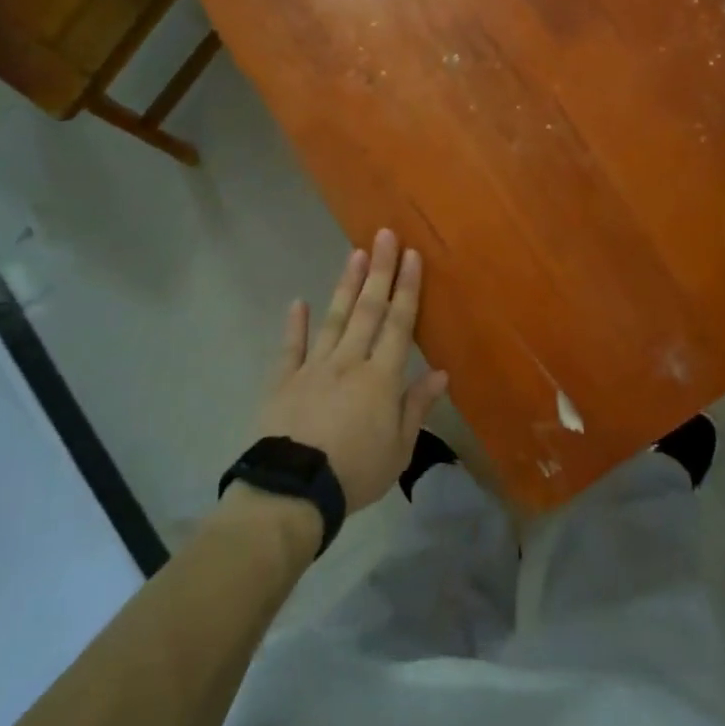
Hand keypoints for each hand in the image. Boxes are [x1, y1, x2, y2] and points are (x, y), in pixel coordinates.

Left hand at [252, 229, 450, 512]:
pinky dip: (294, 324)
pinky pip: (290, 347)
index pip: (399, 325)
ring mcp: (314, 368)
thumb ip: (417, 407)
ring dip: (346, 286)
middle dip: (379, 271)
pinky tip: (297, 301)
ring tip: (355, 254)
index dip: (407, 289)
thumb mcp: (399, 449)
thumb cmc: (356, 472)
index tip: (412, 256)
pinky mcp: (284, 380)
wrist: (295, 490)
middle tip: (385, 235)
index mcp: (381, 378)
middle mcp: (349, 362)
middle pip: (368, 310)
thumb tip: (441, 372)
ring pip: (334, 319)